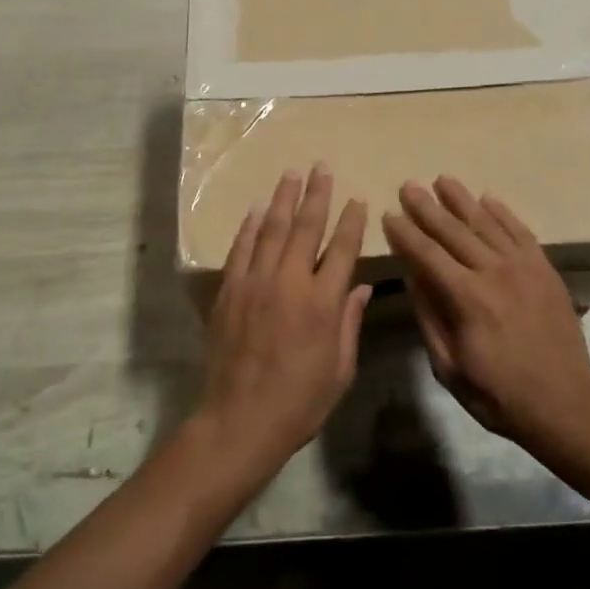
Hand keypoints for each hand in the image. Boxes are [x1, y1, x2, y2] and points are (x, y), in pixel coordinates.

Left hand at [196, 165, 371, 483]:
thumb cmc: (299, 402)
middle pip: (306, 228)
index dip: (352, 221)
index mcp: (323, 303)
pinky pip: (241, 250)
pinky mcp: (229, 291)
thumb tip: (359, 288)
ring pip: (272, 230)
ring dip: (284, 199)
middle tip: (322, 167)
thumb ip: (350, 324)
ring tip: (292, 174)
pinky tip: (258, 209)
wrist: (239, 421)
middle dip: (317, 195)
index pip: (342, 249)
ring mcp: (255, 283)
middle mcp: (289, 283)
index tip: (357, 199)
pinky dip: (250, 227)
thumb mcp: (340, 369)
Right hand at [381, 177, 589, 454]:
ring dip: (462, 200)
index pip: (427, 255)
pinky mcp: (545, 269)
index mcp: (466, 298)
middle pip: (454, 231)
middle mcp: (494, 272)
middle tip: (409, 186)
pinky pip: (521, 232)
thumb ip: (429, 317)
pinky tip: (487, 199)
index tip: (389, 215)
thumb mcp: (449, 366)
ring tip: (443, 180)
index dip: (405, 234)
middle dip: (428, 207)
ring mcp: (524, 267)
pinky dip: (503, 213)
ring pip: (487, 223)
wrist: (564, 404)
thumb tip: (411, 277)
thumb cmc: (498, 393)